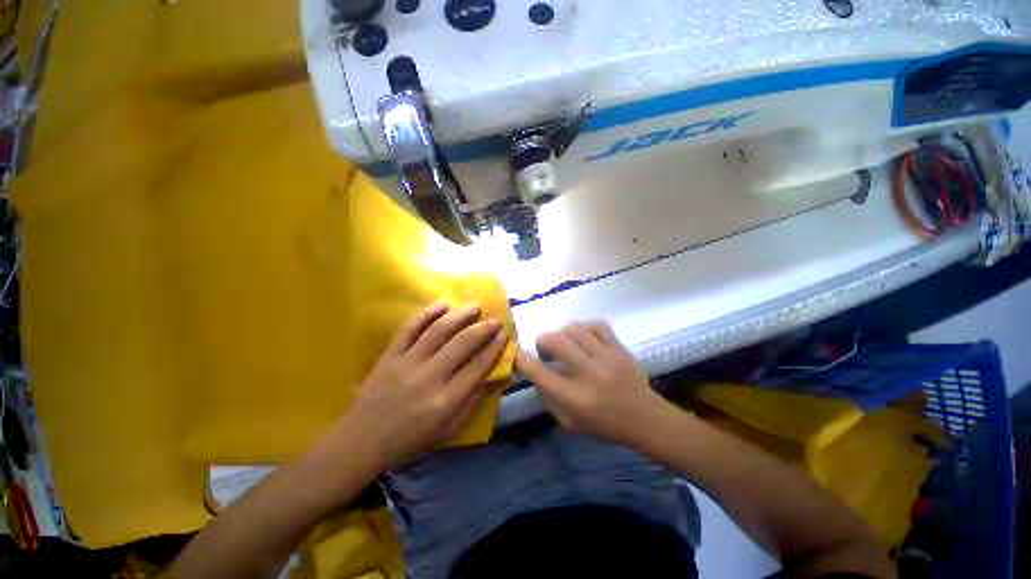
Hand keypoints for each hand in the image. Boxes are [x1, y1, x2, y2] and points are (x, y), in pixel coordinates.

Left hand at [327, 302, 507, 471]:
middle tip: (494, 319)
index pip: (478, 367)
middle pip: (462, 344)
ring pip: (439, 331)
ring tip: (474, 306)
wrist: (362, 441)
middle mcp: (429, 377)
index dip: (494, 348)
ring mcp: (407, 363)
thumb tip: (495, 378)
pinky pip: (409, 328)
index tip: (503, 335)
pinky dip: (426, 313)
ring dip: (460, 315)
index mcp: (446, 400)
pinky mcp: (390, 355)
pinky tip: (442, 304)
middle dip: (483, 328)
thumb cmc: (410, 440)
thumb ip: (473, 402)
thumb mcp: (448, 430)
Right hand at [516, 321, 667, 446]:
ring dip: (563, 333)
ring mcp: (607, 358)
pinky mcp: (620, 348)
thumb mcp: (569, 422)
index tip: (517, 353)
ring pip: (575, 328)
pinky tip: (585, 338)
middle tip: (547, 350)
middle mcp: (588, 375)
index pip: (539, 373)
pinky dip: (585, 328)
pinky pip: (597, 325)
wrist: (646, 419)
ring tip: (567, 343)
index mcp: (574, 399)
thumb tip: (535, 372)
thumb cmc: (604, 425)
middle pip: (556, 341)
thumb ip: (548, 397)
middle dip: (543, 341)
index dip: (522, 359)